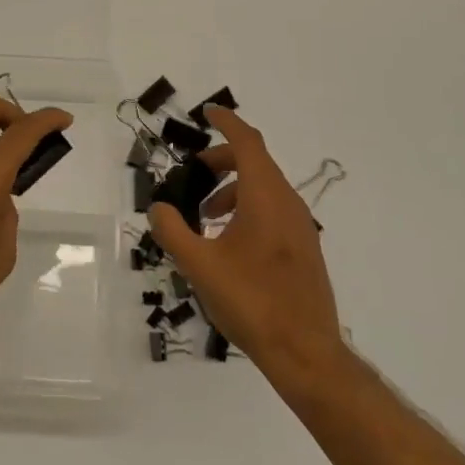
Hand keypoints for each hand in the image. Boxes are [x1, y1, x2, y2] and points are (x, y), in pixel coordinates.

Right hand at [147, 105, 346, 386]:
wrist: (306, 353)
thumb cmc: (251, 302)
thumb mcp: (199, 265)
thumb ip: (173, 230)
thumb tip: (158, 207)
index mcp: (265, 197)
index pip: (247, 143)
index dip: (227, 122)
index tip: (207, 112)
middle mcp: (288, 203)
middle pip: (255, 163)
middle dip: (222, 161)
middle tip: (193, 175)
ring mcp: (301, 226)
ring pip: (264, 188)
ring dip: (233, 189)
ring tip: (205, 216)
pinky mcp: (304, 248)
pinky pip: (273, 210)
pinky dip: (247, 208)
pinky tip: (228, 242)